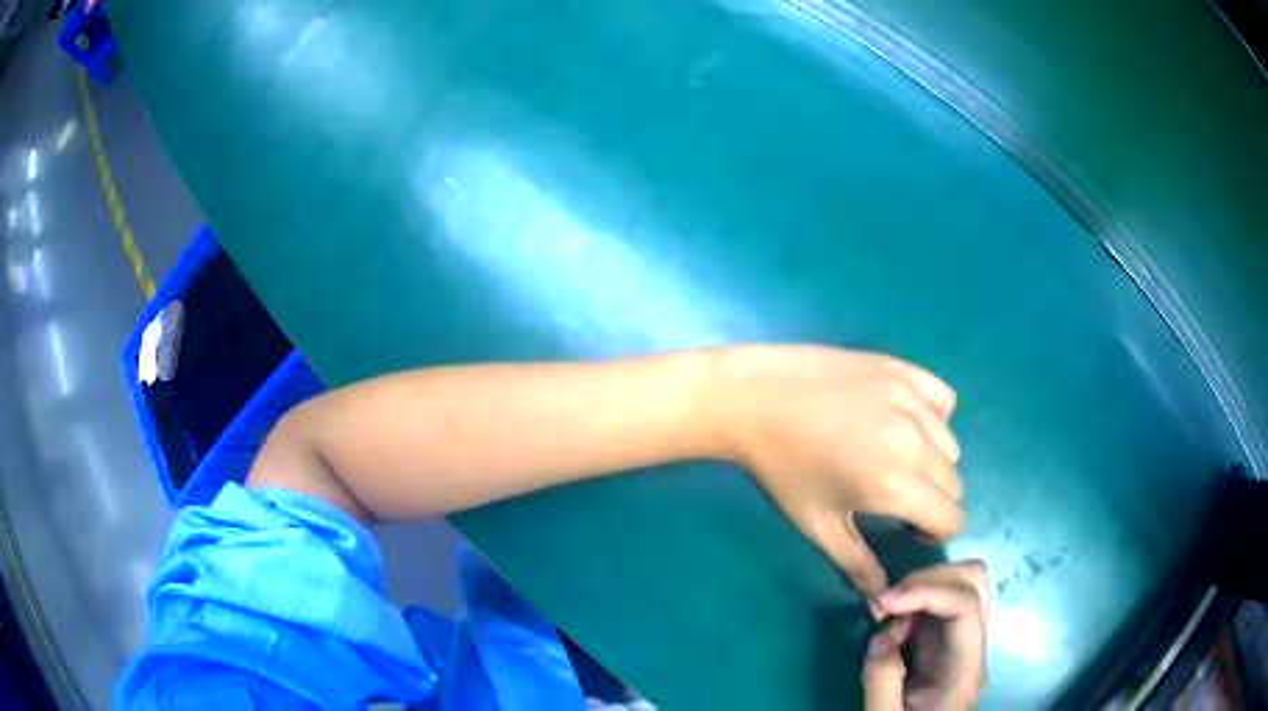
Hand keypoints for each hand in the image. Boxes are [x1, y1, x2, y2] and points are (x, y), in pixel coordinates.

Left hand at [710, 345, 963, 596]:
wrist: (756, 399)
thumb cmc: (783, 469)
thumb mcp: (818, 525)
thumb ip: (858, 564)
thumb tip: (883, 600)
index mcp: (897, 483)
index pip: (953, 518)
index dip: (934, 532)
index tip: (908, 527)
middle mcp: (917, 440)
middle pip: (954, 483)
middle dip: (933, 500)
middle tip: (897, 495)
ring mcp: (913, 399)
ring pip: (951, 444)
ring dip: (933, 460)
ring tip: (894, 456)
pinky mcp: (904, 369)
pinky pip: (943, 400)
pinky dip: (934, 416)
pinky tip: (903, 420)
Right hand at [863, 560, 989, 709]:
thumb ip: (881, 682)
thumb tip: (882, 638)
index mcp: (964, 669)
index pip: (966, 605)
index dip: (928, 591)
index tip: (884, 603)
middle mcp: (973, 646)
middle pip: (974, 580)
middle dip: (929, 578)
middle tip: (888, 604)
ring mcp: (964, 640)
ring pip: (962, 582)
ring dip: (922, 587)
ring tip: (889, 617)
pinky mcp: (949, 641)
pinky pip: (942, 601)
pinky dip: (916, 600)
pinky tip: (894, 624)